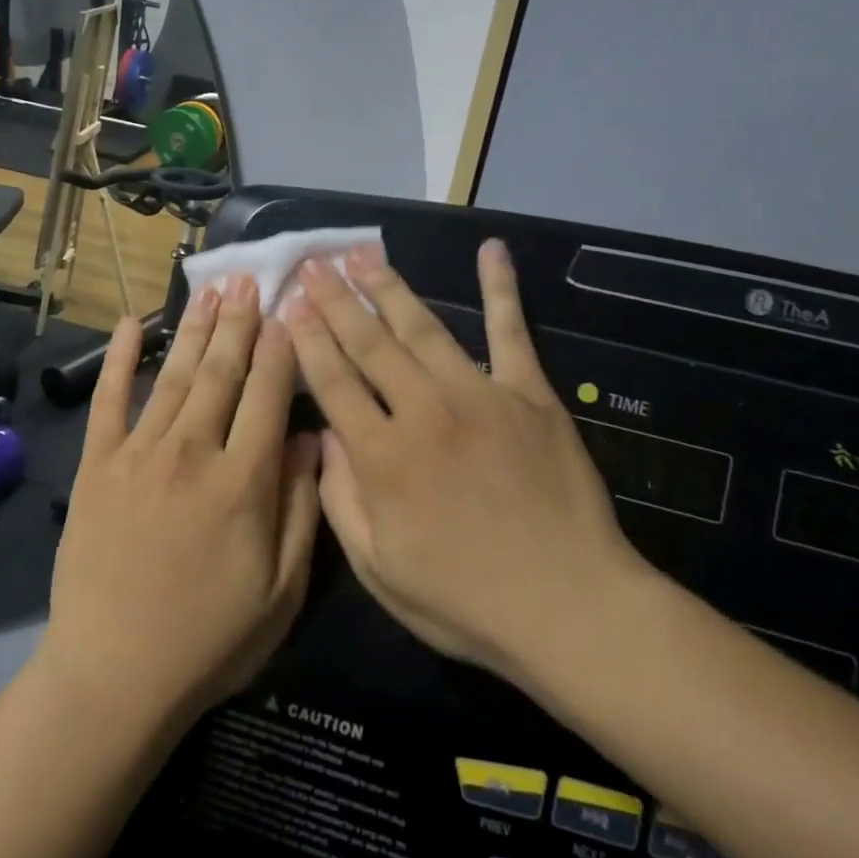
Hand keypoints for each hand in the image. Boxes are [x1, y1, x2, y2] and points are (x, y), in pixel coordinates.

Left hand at [42, 278, 320, 731]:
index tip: (289, 311)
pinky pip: (110, 400)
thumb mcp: (281, 590)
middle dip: (239, 322)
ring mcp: (138, 454)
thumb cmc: (209, 639)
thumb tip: (309, 438)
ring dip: (195, 329)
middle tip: (249, 279)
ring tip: (211, 290)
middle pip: (222, 372)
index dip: (281, 349)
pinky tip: (130, 324)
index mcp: (243, 481)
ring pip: (175, 376)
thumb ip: (300, 507)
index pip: (268, 394)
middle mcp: (192, 452)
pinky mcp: (97, 466)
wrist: (113, 675)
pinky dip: (120, 359)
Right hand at [282, 239, 644, 677]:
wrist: (570, 607)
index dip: (307, 340)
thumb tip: (324, 439)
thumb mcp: (380, 570)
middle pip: (369, 344)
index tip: (288, 304)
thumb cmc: (466, 601)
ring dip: (388, 286)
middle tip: (313, 262)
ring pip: (422, 328)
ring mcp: (480, 395)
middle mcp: (424, 411)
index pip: (333, 382)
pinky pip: (511, 331)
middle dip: (335, 301)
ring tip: (361, 254)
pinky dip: (502, 288)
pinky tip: (492, 250)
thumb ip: (340, 501)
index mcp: (383, 456)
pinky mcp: (530, 394)